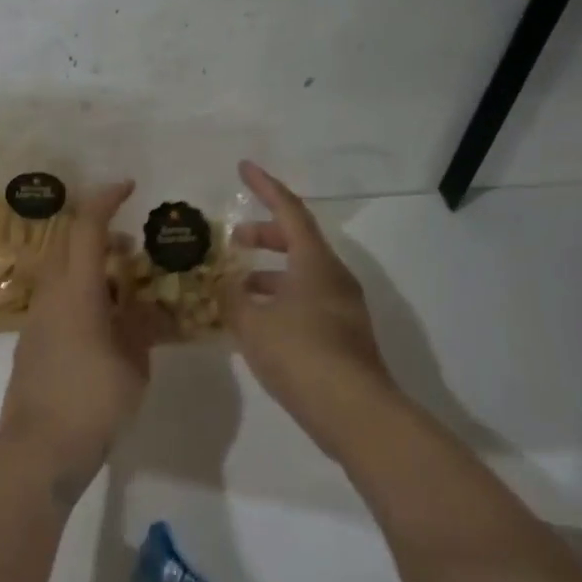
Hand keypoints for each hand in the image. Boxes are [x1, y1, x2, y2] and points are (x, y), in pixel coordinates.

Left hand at [0, 182, 162, 496]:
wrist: (38, 450)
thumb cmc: (91, 402)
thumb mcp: (133, 365)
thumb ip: (142, 328)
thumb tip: (148, 309)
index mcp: (75, 291)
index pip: (86, 228)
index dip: (105, 200)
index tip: (128, 187)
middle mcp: (51, 295)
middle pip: (68, 245)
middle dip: (100, 234)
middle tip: (133, 247)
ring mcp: (38, 319)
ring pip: (62, 273)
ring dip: (91, 266)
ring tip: (126, 286)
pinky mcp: (34, 342)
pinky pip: (59, 299)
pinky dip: (83, 293)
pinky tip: (108, 321)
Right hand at [222, 160, 399, 458]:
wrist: (355, 413)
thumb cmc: (300, 355)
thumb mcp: (253, 323)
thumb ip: (233, 298)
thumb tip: (226, 286)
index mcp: (315, 263)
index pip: (289, 210)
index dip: (265, 187)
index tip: (244, 168)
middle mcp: (333, 277)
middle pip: (297, 240)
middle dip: (264, 233)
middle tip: (233, 238)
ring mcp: (342, 307)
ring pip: (301, 274)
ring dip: (269, 272)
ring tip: (236, 286)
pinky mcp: (344, 335)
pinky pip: (307, 300)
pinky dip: (280, 298)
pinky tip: (257, 322)